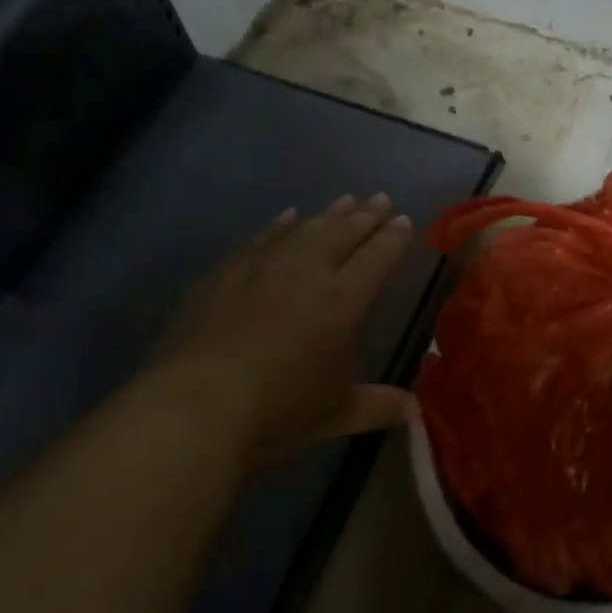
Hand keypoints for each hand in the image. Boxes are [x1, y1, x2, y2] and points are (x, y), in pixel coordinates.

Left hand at [148, 193, 415, 460]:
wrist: (196, 406)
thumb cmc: (278, 410)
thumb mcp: (336, 414)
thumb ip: (378, 406)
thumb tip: (415, 412)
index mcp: (345, 298)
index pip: (379, 256)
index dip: (394, 237)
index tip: (405, 221)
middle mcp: (310, 270)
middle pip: (345, 232)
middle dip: (367, 216)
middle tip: (382, 198)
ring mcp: (265, 266)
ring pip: (307, 228)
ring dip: (330, 214)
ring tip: (347, 199)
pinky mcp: (227, 272)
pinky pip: (263, 238)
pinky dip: (280, 225)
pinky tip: (288, 216)